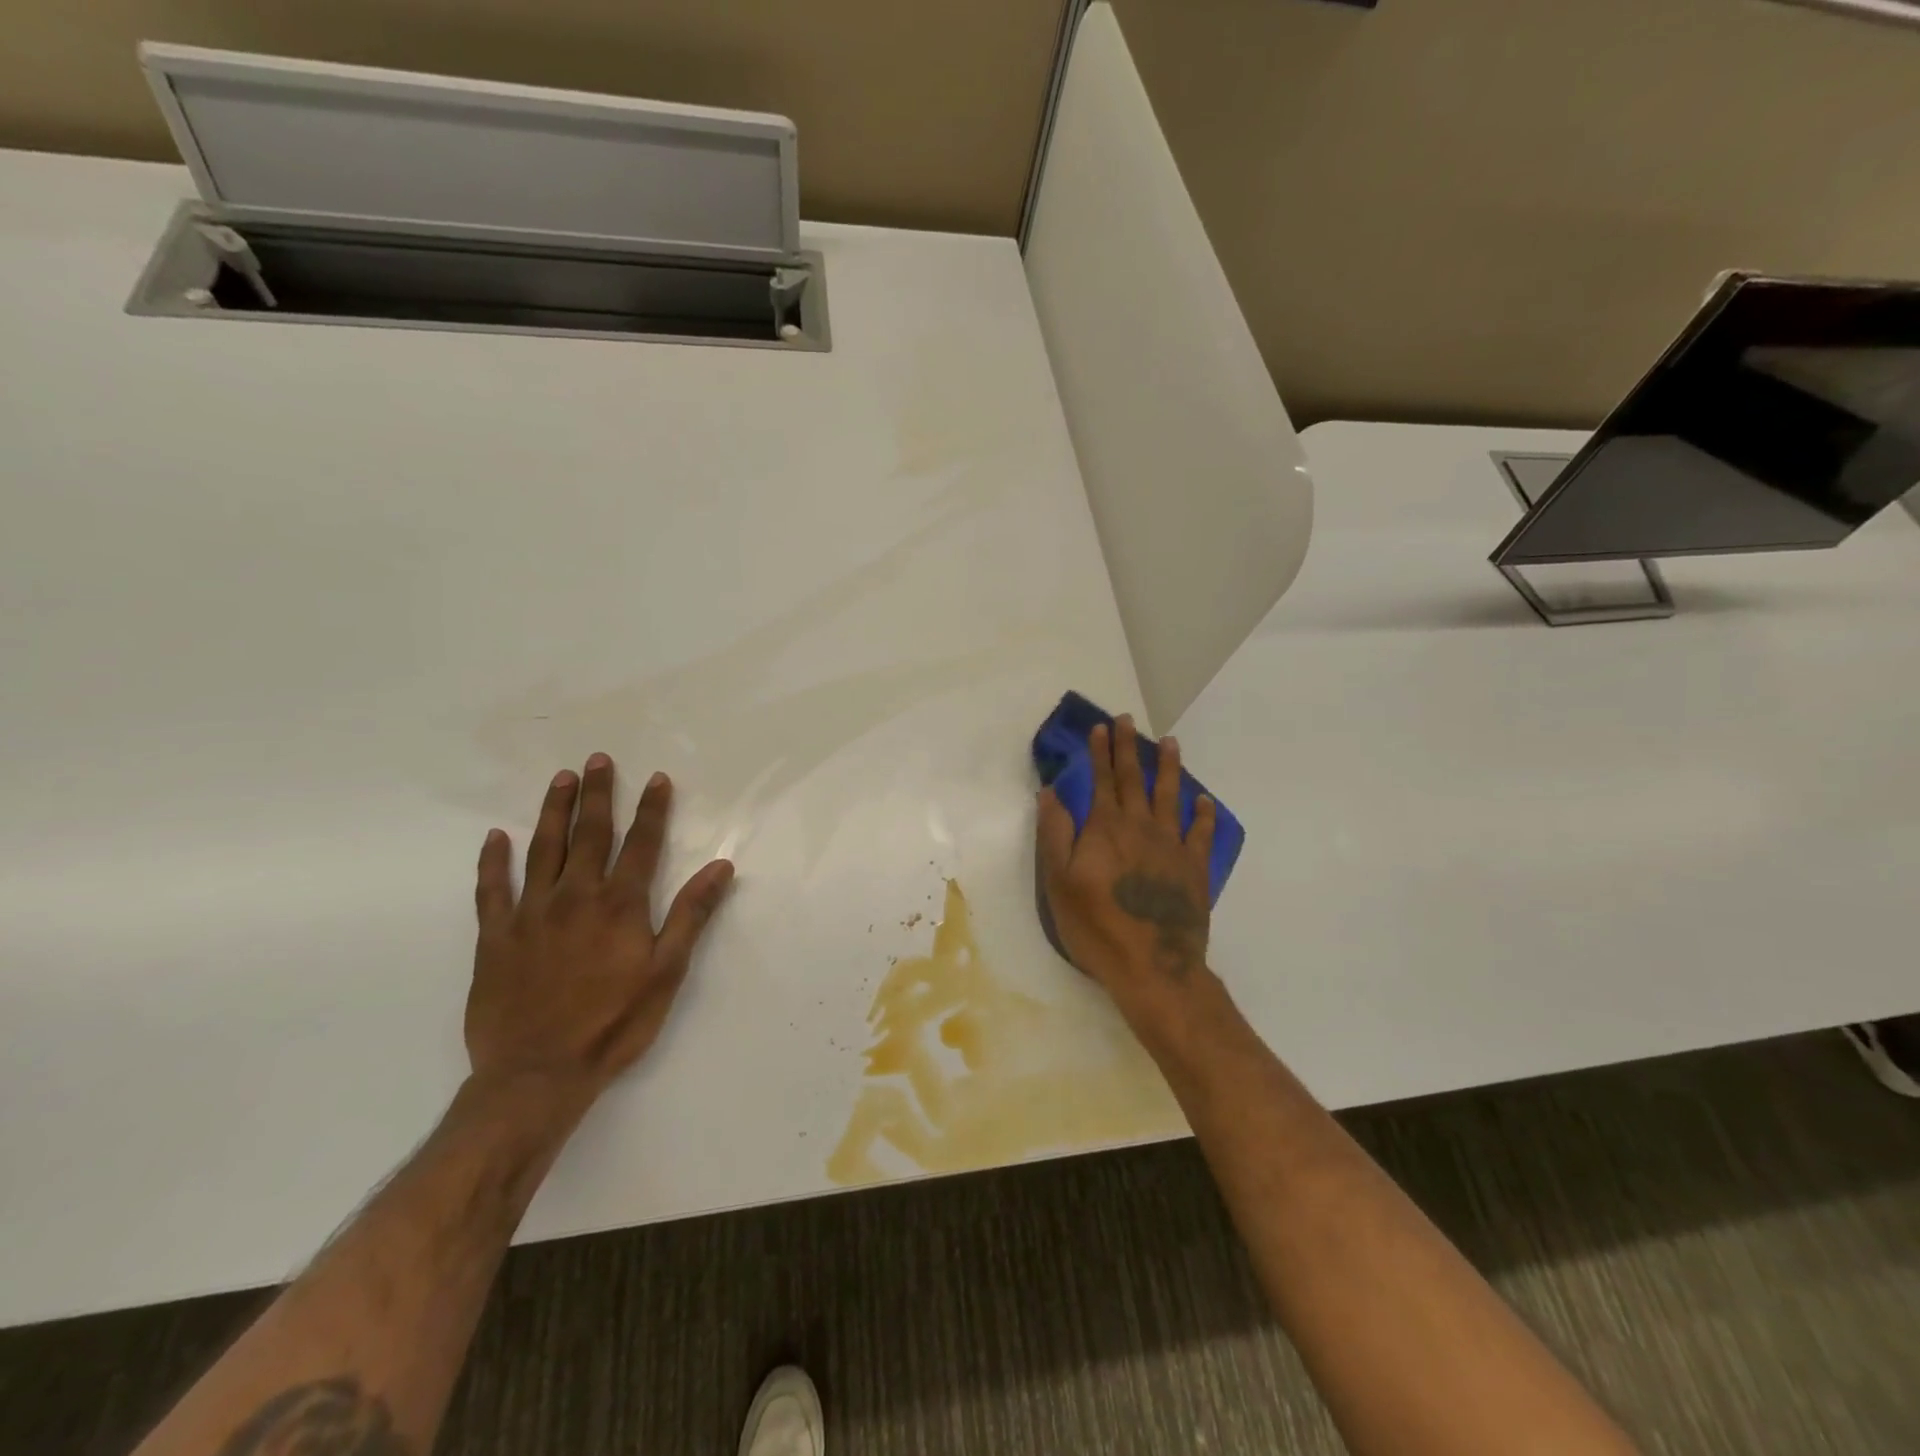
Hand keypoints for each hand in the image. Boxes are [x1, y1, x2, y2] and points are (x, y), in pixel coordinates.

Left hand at [467, 753, 733, 1109]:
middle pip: (590, 834)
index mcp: (620, 905)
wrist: (537, 1075)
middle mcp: (575, 897)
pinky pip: (491, 890)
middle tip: (599, 759)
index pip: (641, 844)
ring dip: (553, 812)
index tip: (657, 778)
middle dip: (598, 795)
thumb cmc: (614, 1024)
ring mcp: (530, 914)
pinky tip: (495, 838)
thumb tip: (721, 867)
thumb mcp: (667, 973)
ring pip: (542, 850)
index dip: (652, 809)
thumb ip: (691, 915)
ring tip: (561, 779)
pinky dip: (492, 862)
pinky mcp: (495, 938)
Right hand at [1036, 715, 1216, 1025]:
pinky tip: (1204, 801)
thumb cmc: (1096, 925)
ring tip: (1170, 743)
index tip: (1101, 727)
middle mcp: (1141, 827)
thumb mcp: (1059, 881)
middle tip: (1129, 721)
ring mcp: (1172, 846)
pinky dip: (1203, 815)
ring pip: (1170, 797)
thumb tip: (1050, 793)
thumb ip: (1055, 833)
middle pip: (1134, 779)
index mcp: (1106, 828)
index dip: (1100, 753)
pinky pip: (1201, 834)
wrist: (1152, 965)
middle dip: (1129, 748)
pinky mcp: (1194, 868)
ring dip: (1169, 768)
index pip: (1102, 780)